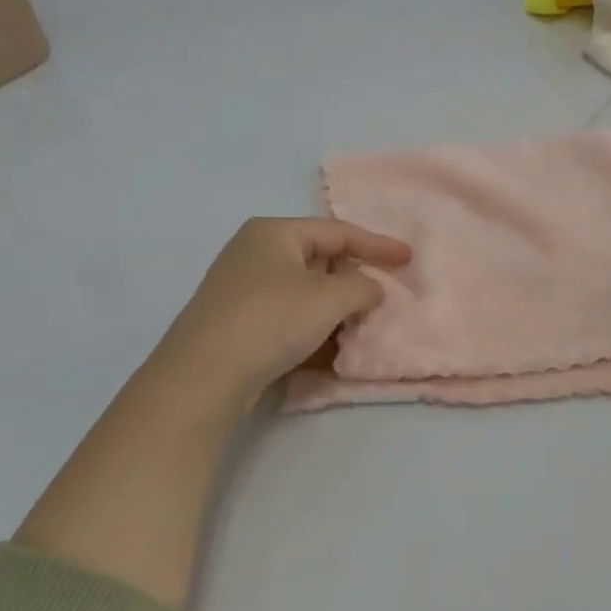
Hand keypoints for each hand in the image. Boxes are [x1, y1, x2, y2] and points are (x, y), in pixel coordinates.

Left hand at [142, 217, 411, 409]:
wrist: (202, 378)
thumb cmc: (271, 320)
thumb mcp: (330, 298)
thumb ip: (363, 286)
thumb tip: (371, 289)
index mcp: (274, 232)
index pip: (338, 232)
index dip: (377, 245)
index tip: (408, 259)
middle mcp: (254, 253)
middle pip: (320, 260)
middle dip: (353, 280)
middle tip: (384, 295)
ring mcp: (241, 290)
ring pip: (304, 293)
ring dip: (335, 309)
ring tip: (361, 326)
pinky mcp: (236, 324)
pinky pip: (287, 318)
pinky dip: (312, 328)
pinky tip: (330, 350)